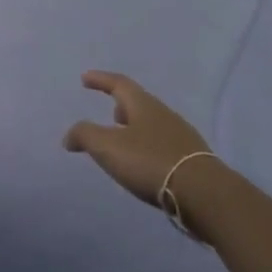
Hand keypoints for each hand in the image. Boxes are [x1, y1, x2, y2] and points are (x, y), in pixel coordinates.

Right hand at [63, 71, 214, 206]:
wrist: (203, 193)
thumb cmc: (150, 161)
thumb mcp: (108, 147)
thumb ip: (85, 135)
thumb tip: (69, 136)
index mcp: (143, 105)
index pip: (119, 84)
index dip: (100, 80)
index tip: (85, 78)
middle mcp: (164, 114)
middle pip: (138, 103)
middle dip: (120, 105)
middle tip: (108, 112)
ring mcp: (181, 136)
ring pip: (152, 124)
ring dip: (134, 128)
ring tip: (122, 141)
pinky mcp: (191, 158)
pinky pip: (162, 144)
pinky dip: (147, 146)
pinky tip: (144, 163)